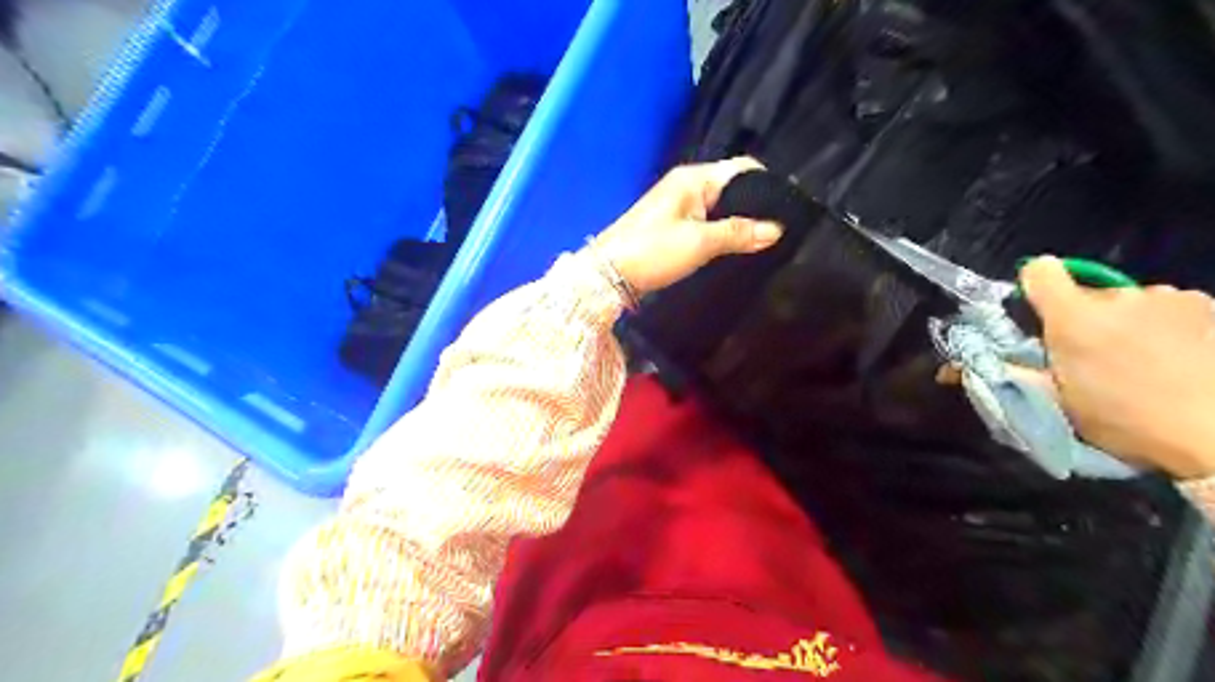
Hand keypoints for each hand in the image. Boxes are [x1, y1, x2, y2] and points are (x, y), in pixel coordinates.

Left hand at [592, 159, 781, 298]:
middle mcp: (688, 184)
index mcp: (695, 178)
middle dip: (757, 203)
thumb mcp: (699, 243)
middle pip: (733, 185)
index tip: (792, 205)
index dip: (768, 183)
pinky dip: (724, 227)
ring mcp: (678, 203)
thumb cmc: (653, 251)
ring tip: (767, 236)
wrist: (607, 272)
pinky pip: (707, 218)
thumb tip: (777, 229)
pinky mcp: (673, 222)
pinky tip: (737, 243)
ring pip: (721, 204)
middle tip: (783, 225)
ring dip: (741, 218)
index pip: (742, 168)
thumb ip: (738, 233)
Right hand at [1018, 257, 1214, 479]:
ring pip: (1128, 301)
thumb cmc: (1126, 420)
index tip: (1038, 313)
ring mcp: (1168, 297)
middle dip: (1082, 318)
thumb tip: (950, 371)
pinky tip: (1176, 356)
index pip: (1040, 272)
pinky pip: (1166, 306)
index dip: (1033, 287)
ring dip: (1125, 322)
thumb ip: (1009, 374)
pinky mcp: (1206, 305)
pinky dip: (1163, 325)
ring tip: (1141, 360)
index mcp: (1075, 317)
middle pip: (1085, 294)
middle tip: (1091, 357)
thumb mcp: (1055, 402)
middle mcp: (1119, 296)